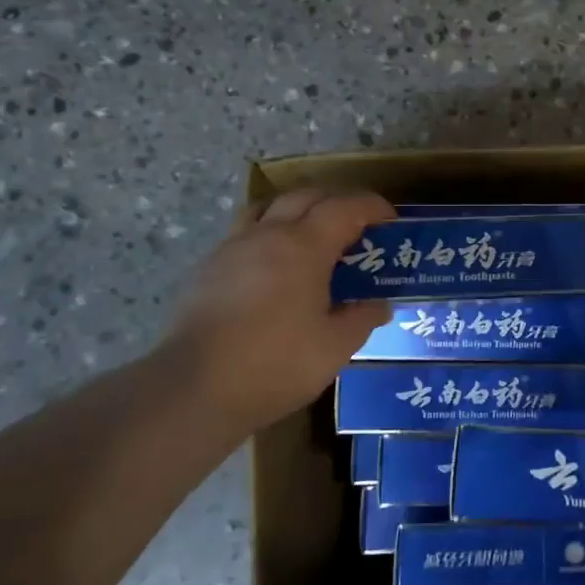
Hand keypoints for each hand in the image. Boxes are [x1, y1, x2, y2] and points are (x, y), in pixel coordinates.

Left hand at [160, 188, 394, 429]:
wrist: (194, 388)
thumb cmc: (275, 364)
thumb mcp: (335, 347)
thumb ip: (362, 319)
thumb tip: (379, 304)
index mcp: (304, 246)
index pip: (345, 207)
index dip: (372, 207)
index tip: (390, 219)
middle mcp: (268, 235)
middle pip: (306, 196)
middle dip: (337, 202)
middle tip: (357, 226)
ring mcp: (232, 248)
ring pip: (269, 208)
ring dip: (297, 210)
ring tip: (311, 236)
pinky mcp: (208, 268)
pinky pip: (245, 233)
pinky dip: (268, 234)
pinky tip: (274, 267)